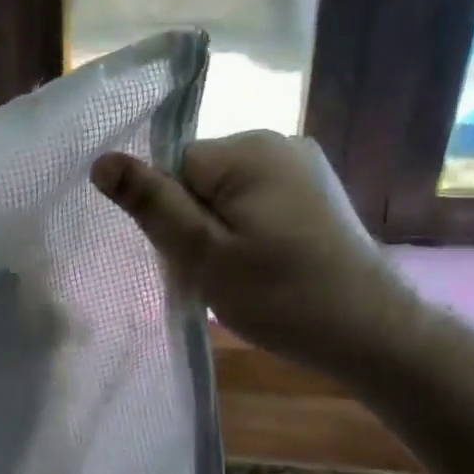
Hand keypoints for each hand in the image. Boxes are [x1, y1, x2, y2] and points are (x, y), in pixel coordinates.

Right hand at [92, 130, 418, 374]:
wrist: (371, 331)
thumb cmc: (282, 296)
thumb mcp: (205, 255)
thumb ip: (153, 205)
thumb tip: (101, 160)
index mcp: (248, 150)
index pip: (174, 167)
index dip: (171, 216)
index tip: (193, 258)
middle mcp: (278, 142)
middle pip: (200, 178)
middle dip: (196, 224)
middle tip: (217, 274)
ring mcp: (303, 165)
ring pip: (227, 193)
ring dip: (222, 231)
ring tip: (244, 275)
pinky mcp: (316, 192)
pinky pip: (257, 201)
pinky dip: (249, 232)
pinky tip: (267, 266)